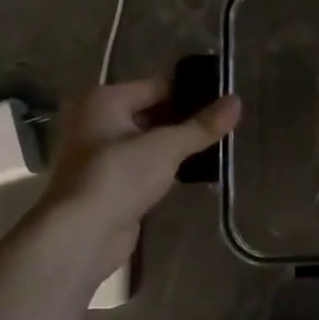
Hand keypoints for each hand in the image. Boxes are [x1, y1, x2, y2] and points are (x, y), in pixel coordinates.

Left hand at [38, 74, 240, 257]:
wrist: (81, 234)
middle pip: (152, 111)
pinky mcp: (109, 181)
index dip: (192, 91)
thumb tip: (237, 101)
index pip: (158, 85)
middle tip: (226, 122)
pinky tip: (195, 168)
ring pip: (149, 139)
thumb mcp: (166, 147)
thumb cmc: (119, 176)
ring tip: (218, 144)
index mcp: (104, 100)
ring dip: (177, 143)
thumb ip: (202, 125)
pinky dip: (166, 164)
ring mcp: (100, 152)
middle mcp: (97, 119)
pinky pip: (144, 163)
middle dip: (186, 118)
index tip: (225, 98)